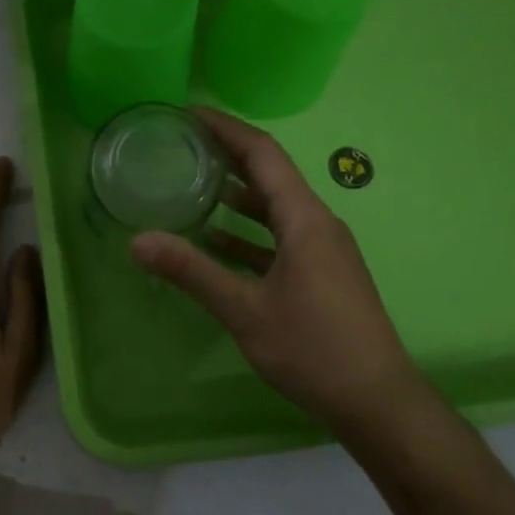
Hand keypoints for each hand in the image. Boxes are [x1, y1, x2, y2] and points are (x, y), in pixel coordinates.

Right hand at [131, 107, 426, 429]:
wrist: (377, 401)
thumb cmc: (313, 349)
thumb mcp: (245, 310)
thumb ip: (191, 271)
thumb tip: (137, 241)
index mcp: (304, 219)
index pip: (263, 154)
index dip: (226, 128)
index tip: (189, 113)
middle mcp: (317, 223)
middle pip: (270, 174)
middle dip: (227, 155)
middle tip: (182, 144)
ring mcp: (323, 250)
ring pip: (274, 208)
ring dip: (236, 194)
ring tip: (192, 184)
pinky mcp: (322, 273)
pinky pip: (280, 237)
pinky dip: (248, 233)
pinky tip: (216, 241)